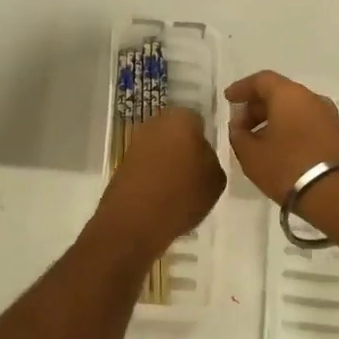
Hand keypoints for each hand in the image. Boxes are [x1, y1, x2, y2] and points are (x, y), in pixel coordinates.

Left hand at [92, 106, 225, 259]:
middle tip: (196, 172)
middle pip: (177, 132)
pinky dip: (154, 175)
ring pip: (161, 148)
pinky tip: (162, 196)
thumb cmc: (182, 194)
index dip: (205, 139)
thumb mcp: (215, 179)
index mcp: (181, 118)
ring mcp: (136, 142)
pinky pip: (147, 164)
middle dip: (185, 147)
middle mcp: (155, 123)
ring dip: (169, 162)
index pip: (199, 120)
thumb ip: (211, 159)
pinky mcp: (123, 162)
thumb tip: (200, 155)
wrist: (134, 220)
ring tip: (180, 189)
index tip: (209, 159)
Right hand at [224, 70, 338, 204]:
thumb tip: (240, 128)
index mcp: (289, 94)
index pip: (261, 80)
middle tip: (240, 127)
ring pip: (294, 109)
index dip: (242, 88)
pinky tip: (278, 149)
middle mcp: (311, 98)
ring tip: (257, 141)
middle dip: (256, 107)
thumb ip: (239, 136)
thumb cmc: (288, 168)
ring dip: (273, 120)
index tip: (228, 99)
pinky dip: (289, 129)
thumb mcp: (251, 155)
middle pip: (279, 93)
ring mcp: (328, 116)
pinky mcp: (337, 134)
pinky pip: (306, 122)